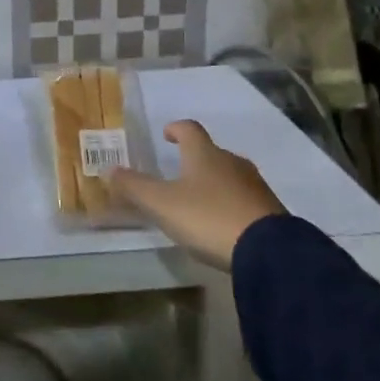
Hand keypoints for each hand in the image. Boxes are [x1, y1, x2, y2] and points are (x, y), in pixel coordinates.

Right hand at [110, 120, 287, 269]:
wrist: (268, 251)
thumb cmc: (208, 217)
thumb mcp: (162, 204)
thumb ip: (134, 187)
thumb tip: (108, 170)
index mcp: (204, 154)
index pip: (189, 129)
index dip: (176, 129)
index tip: (166, 134)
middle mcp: (232, 162)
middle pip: (211, 152)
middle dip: (195, 159)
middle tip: (178, 172)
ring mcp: (255, 186)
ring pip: (229, 176)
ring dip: (214, 183)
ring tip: (199, 201)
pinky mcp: (271, 211)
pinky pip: (245, 199)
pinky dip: (231, 204)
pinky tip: (223, 223)